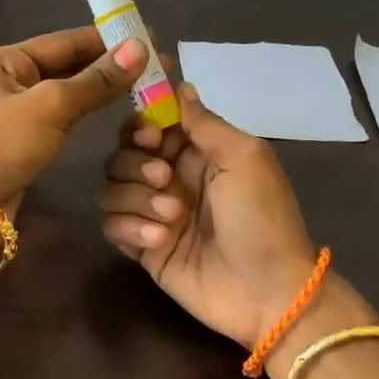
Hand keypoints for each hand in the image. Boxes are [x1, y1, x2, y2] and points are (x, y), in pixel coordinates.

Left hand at [0, 27, 147, 212]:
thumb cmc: (0, 145)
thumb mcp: (50, 106)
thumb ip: (95, 80)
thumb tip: (140, 47)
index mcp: (4, 60)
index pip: (65, 41)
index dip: (108, 39)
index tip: (150, 37)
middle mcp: (7, 80)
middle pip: (66, 65)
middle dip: (108, 65)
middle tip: (156, 66)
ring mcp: (13, 113)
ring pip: (65, 93)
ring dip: (100, 89)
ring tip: (143, 85)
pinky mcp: (22, 142)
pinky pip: (61, 118)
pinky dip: (86, 112)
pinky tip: (112, 112)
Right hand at [100, 81, 327, 350]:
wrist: (266, 293)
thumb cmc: (262, 218)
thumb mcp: (244, 157)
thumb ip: (204, 122)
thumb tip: (179, 85)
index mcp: (197, 152)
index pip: (149, 123)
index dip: (140, 125)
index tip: (149, 136)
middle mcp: (170, 178)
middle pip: (122, 154)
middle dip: (135, 164)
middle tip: (164, 180)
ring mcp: (153, 213)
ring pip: (112, 188)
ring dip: (135, 199)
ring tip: (170, 219)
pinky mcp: (142, 247)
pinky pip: (111, 225)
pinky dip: (129, 228)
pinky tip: (158, 241)